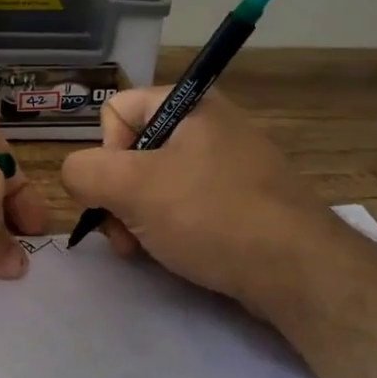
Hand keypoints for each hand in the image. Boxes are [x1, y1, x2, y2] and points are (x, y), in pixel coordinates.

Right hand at [59, 86, 342, 312]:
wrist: (298, 271)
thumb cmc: (211, 215)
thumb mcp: (133, 187)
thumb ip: (84, 172)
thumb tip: (78, 177)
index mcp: (190, 105)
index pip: (116, 111)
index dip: (105, 152)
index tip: (119, 190)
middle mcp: (210, 127)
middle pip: (132, 152)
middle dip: (117, 196)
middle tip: (125, 234)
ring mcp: (228, 166)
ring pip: (154, 184)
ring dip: (136, 218)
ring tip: (145, 250)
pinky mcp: (240, 202)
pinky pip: (185, 206)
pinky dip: (168, 229)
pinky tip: (172, 254)